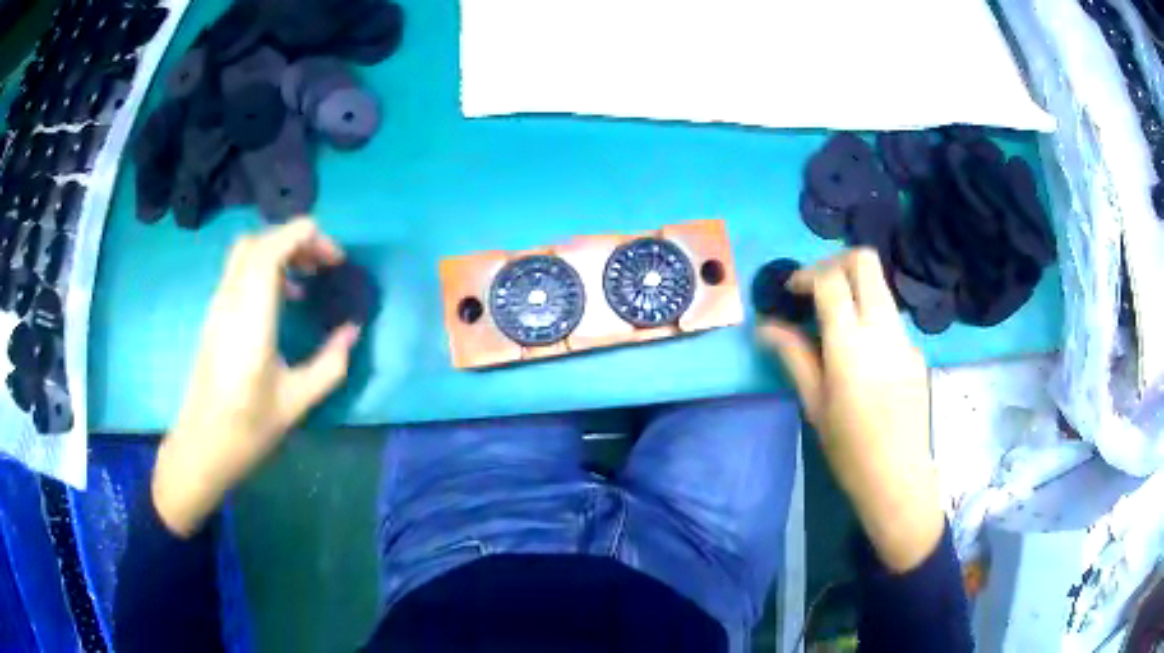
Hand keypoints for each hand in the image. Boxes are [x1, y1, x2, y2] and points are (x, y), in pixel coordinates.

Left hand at [153, 218, 361, 536]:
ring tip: (307, 280)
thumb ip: (330, 363)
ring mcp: (218, 305)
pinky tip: (283, 301)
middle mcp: (230, 300)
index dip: (308, 238)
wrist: (202, 445)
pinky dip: (266, 269)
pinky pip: (240, 271)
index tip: (335, 261)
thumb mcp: (297, 401)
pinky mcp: (215, 315)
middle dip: (296, 240)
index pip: (273, 246)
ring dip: (280, 252)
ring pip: (247, 252)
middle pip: (260, 240)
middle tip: (323, 266)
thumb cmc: (248, 428)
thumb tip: (352, 331)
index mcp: (251, 316)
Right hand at [757, 249, 941, 571]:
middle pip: (864, 261)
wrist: (898, 475)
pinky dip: (871, 317)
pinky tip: (863, 356)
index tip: (792, 291)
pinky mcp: (916, 350)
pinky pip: (890, 317)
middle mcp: (882, 328)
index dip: (807, 275)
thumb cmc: (848, 447)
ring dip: (855, 288)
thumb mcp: (814, 402)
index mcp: (850, 344)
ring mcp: (904, 337)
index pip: (831, 280)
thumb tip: (765, 326)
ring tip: (836, 323)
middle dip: (835, 263)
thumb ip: (793, 355)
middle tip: (816, 288)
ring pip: (880, 286)